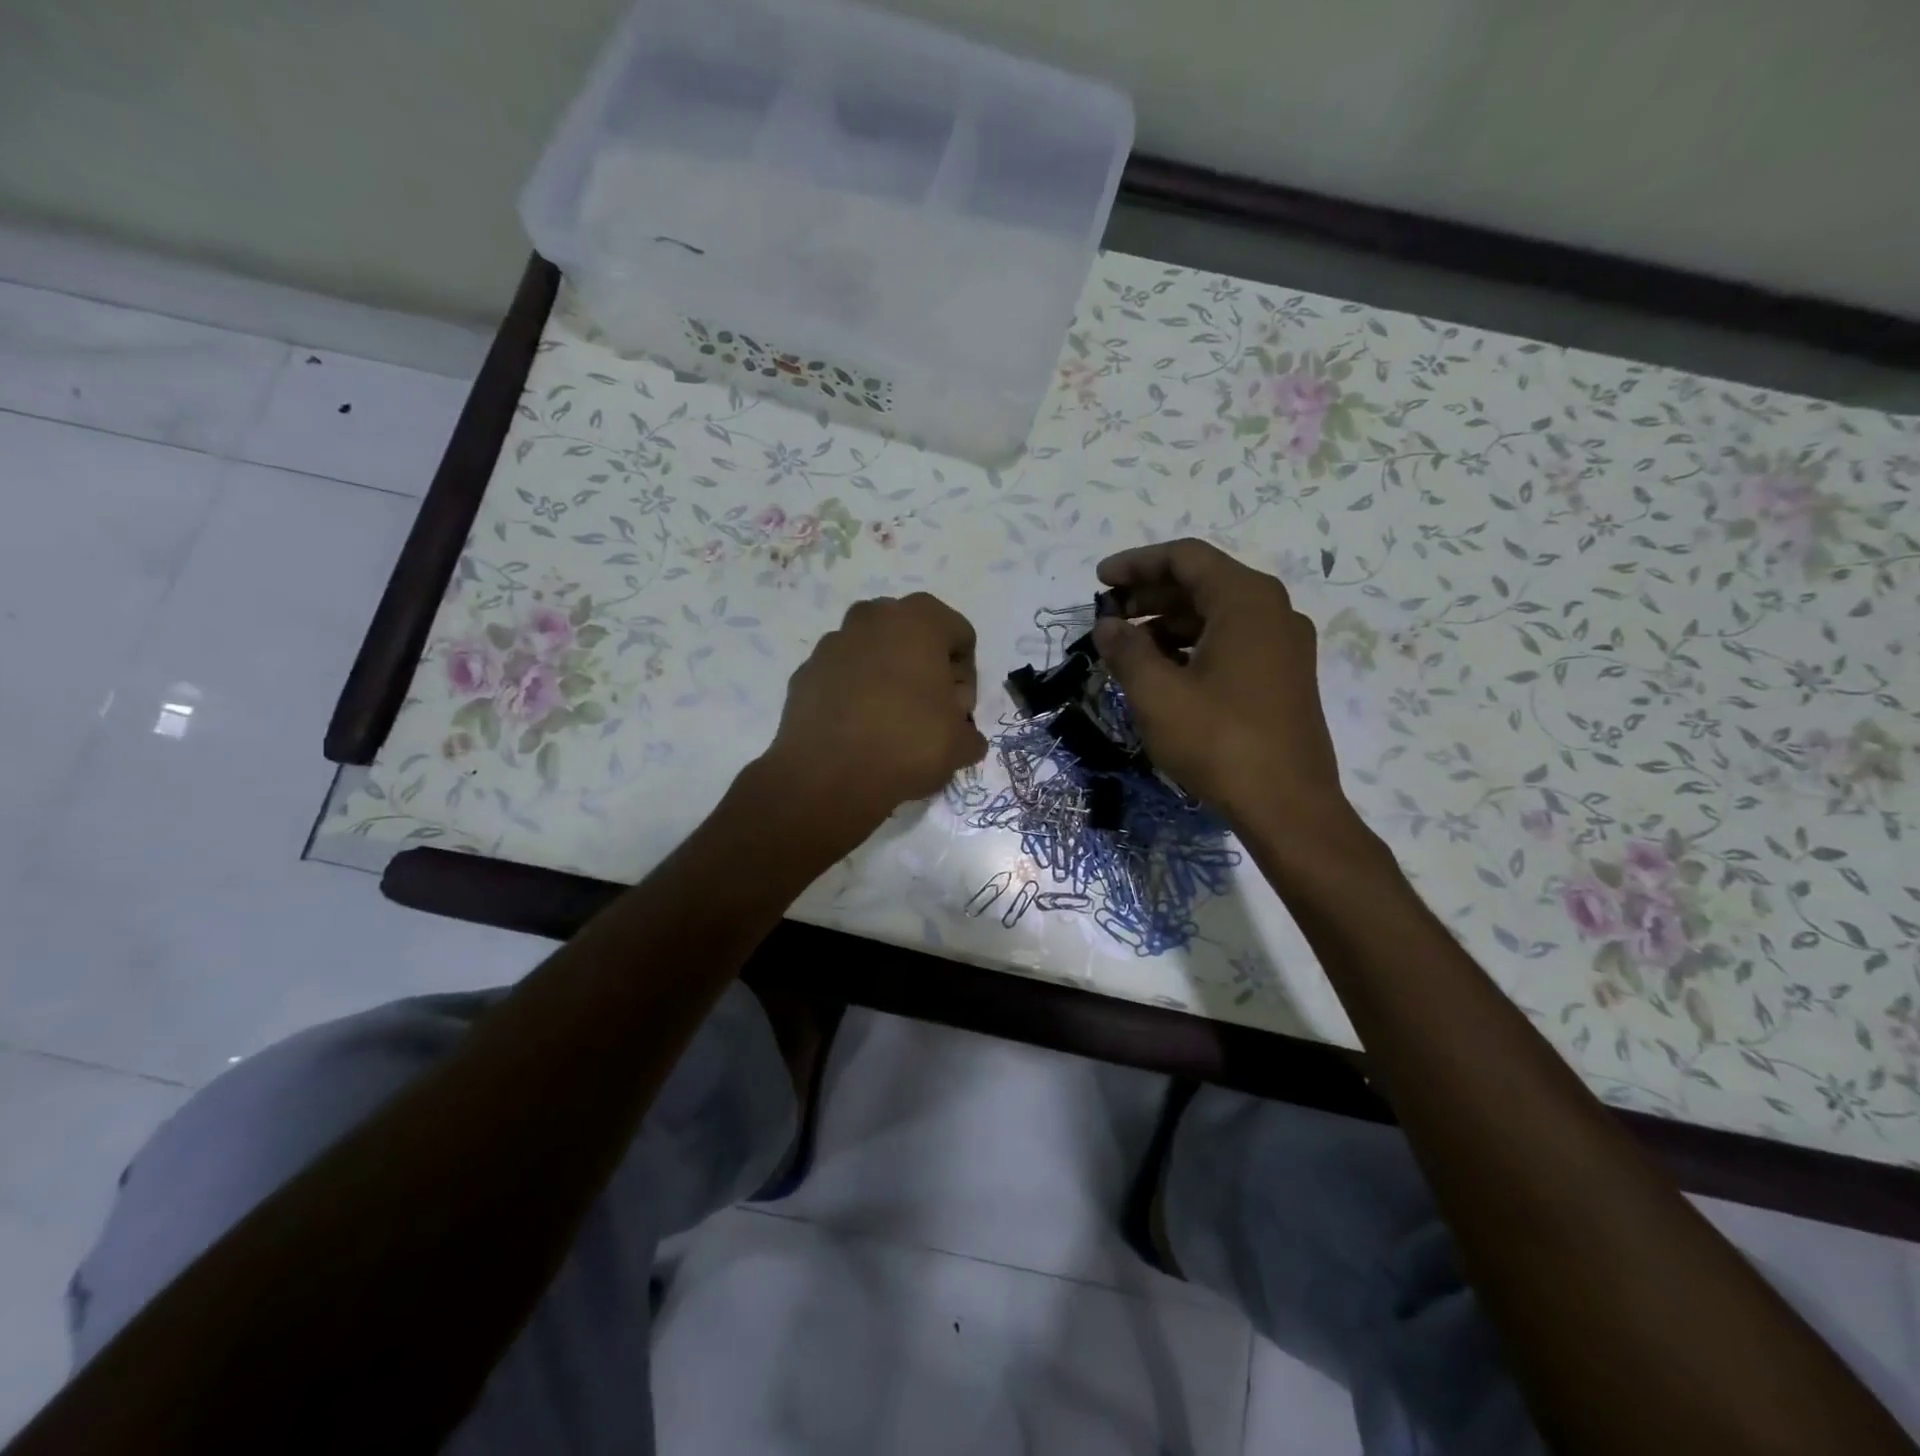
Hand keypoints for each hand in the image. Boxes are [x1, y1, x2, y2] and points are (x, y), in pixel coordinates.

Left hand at [759, 593, 987, 846]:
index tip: (958, 711)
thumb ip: (969, 732)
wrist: (828, 775)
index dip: (966, 676)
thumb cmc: (908, 744)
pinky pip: (842, 677)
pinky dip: (853, 695)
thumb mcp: (960, 744)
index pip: (960, 636)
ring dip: (886, 678)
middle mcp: (873, 618)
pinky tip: (858, 731)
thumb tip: (963, 736)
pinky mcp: (805, 673)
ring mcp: (832, 643)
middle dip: (924, 668)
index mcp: (919, 620)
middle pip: (912, 637)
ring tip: (890, 723)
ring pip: (873, 653)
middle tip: (928, 713)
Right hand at [1092, 539, 1345, 831]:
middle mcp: (1273, 612)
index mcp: (1246, 601)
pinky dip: (1194, 646)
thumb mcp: (1157, 694)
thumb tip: (1107, 626)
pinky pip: (1233, 642)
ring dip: (1170, 623)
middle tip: (1108, 616)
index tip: (1099, 581)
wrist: (1288, 806)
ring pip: (1218, 615)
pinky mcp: (1285, 677)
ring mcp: (1285, 646)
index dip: (1136, 564)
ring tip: (1129, 648)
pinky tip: (1164, 672)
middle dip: (1151, 594)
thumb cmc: (1219, 741)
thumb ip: (1126, 650)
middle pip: (1203, 583)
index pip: (1185, 558)